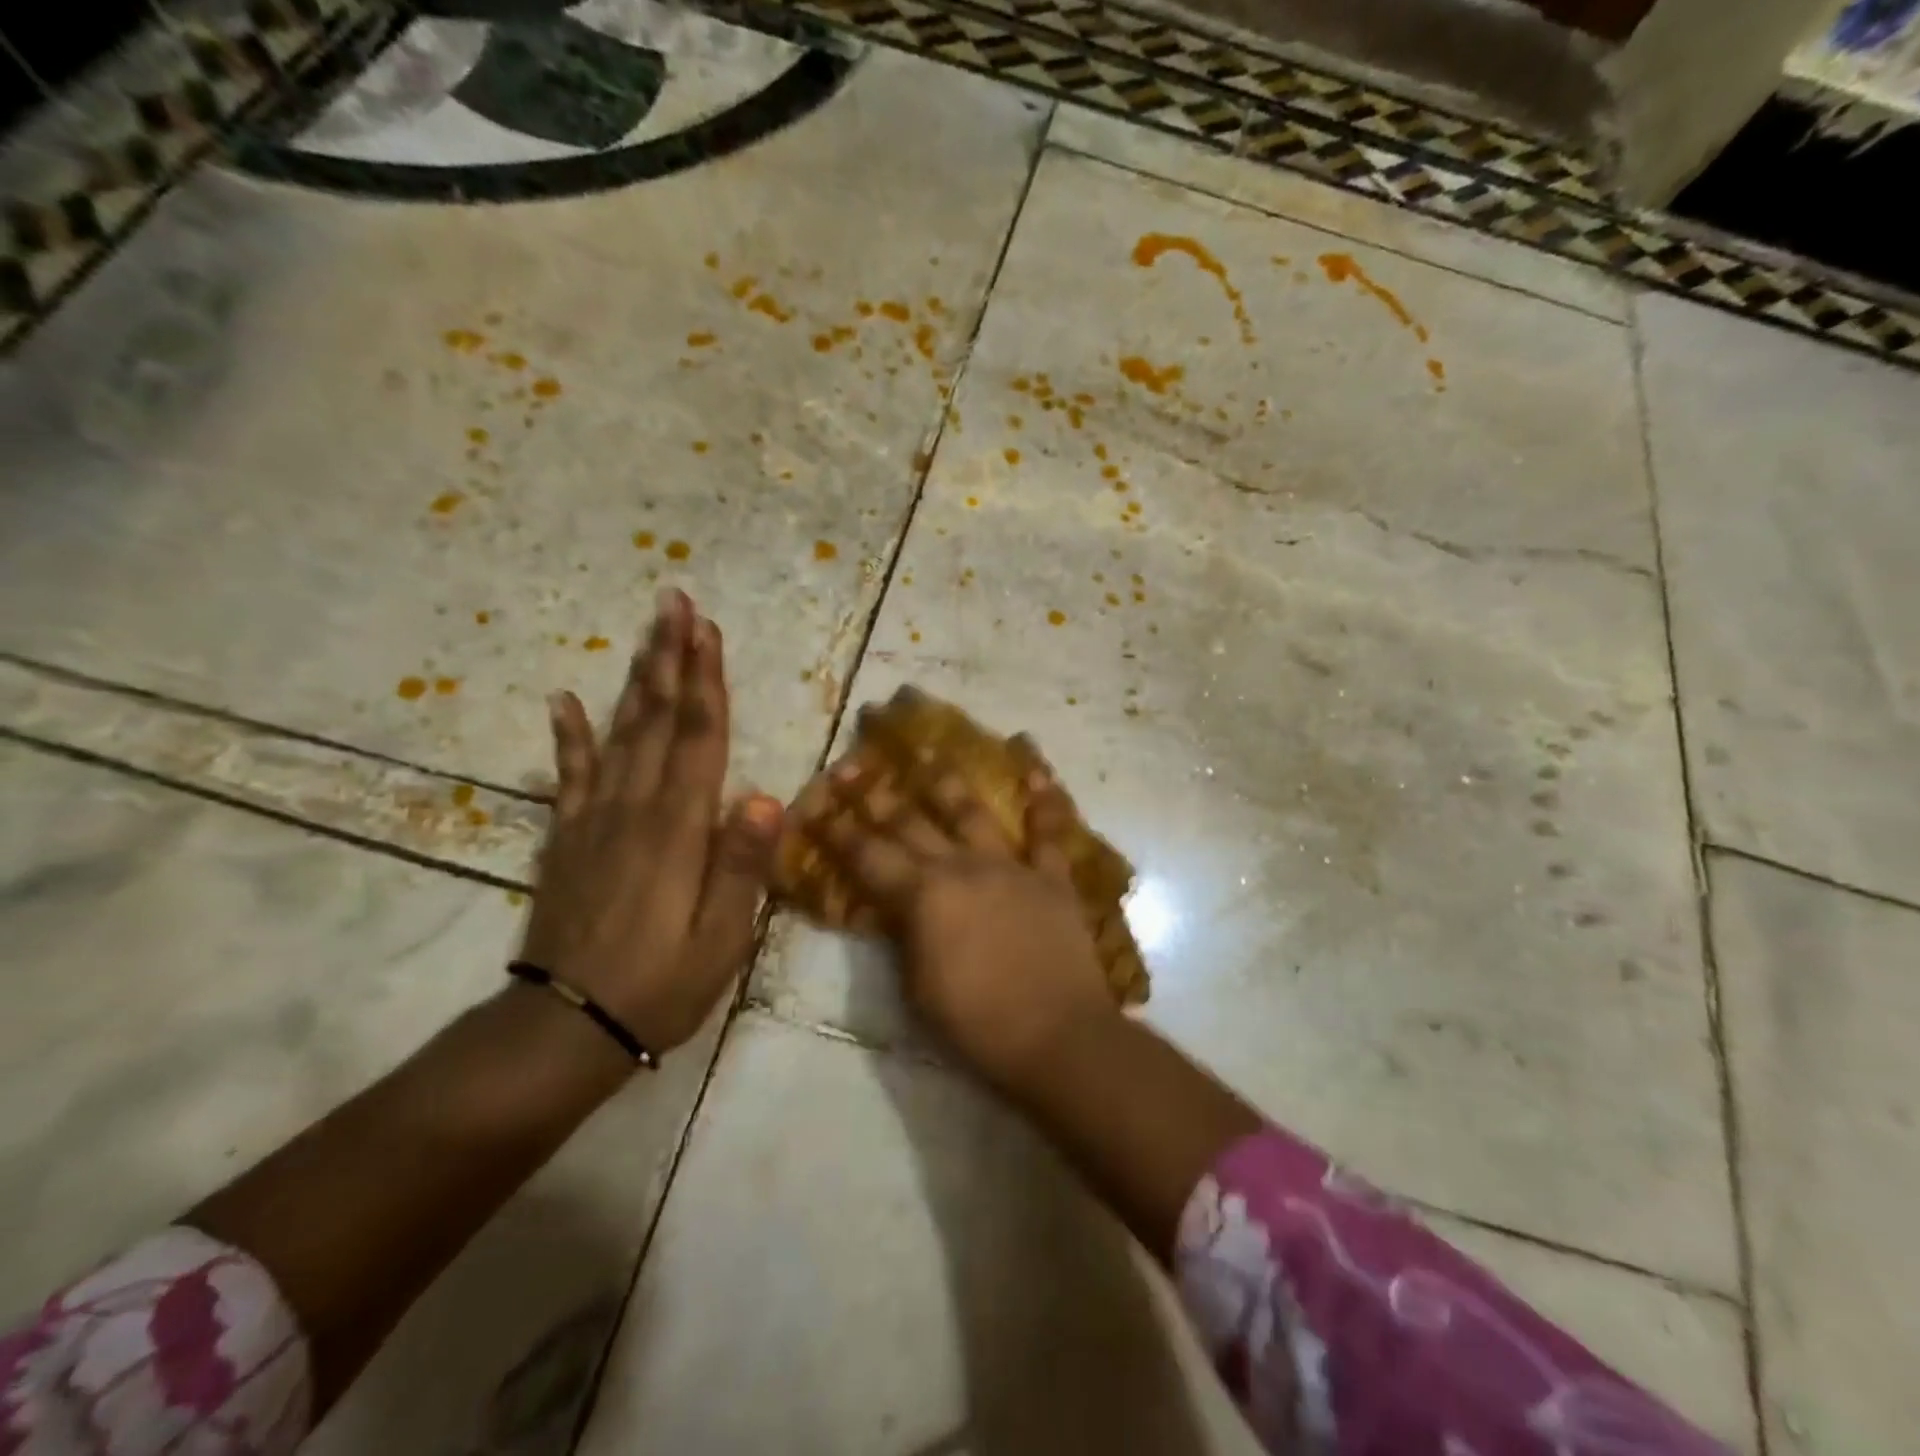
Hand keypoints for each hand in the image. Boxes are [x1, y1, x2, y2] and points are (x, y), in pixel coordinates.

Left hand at [519, 590, 782, 1055]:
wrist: (564, 1029)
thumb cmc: (659, 986)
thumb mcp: (721, 939)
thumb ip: (742, 866)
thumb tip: (767, 797)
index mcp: (679, 829)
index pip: (698, 738)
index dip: (705, 681)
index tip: (707, 631)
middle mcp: (635, 809)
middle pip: (656, 719)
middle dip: (669, 658)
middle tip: (674, 603)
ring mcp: (594, 820)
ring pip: (619, 734)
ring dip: (634, 680)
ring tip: (645, 634)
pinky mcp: (568, 839)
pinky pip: (570, 776)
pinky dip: (568, 736)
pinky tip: (564, 699)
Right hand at [795, 742, 1118, 1090]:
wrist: (1056, 1036)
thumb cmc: (976, 1023)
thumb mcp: (917, 987)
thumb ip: (903, 936)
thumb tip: (893, 907)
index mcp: (922, 896)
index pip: (867, 855)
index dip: (837, 830)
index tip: (816, 804)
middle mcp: (961, 867)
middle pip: (910, 822)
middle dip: (875, 794)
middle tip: (853, 764)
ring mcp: (1010, 866)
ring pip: (972, 812)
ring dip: (947, 780)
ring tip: (930, 750)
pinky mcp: (1051, 877)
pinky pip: (1048, 830)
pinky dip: (1043, 799)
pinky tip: (1035, 767)